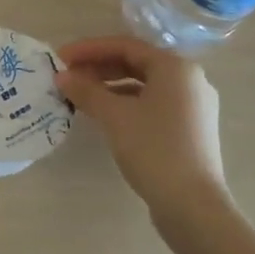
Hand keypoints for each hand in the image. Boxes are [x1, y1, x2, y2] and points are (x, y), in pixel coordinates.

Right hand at [56, 36, 229, 217]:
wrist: (193, 207)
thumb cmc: (154, 150)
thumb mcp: (114, 116)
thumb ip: (86, 91)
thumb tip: (62, 77)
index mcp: (176, 68)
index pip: (125, 46)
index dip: (89, 49)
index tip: (61, 58)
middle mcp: (189, 80)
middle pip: (136, 63)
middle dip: (99, 67)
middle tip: (68, 77)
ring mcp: (193, 107)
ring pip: (144, 86)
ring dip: (110, 87)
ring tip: (81, 96)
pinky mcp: (191, 130)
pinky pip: (153, 105)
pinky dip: (127, 104)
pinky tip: (105, 116)